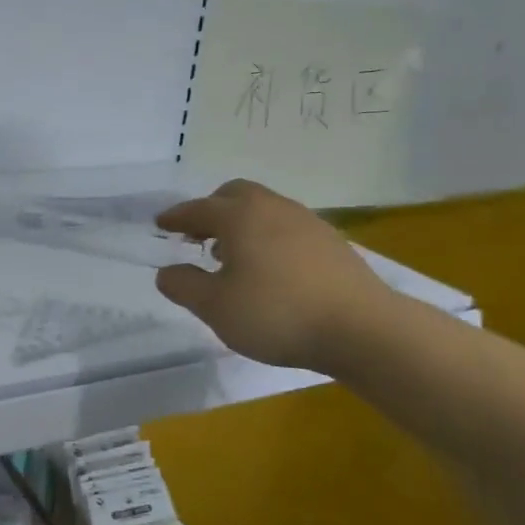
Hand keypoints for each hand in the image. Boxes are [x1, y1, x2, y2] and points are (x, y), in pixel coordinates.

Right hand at [153, 180, 395, 372]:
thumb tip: (167, 271)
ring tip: (231, 255)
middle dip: (211, 210)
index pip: (198, 209)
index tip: (160, 223)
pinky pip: (286, 227)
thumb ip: (184, 285)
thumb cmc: (277, 313)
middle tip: (197, 234)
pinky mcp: (332, 242)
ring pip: (264, 209)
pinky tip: (269, 268)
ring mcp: (307, 222)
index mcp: (240, 217)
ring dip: (241, 223)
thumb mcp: (215, 307)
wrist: (363, 329)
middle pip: (235, 195)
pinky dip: (267, 236)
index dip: (176, 217)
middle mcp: (273, 208)